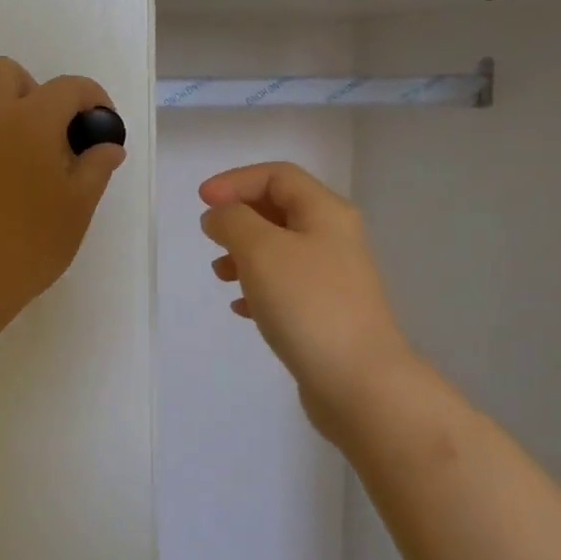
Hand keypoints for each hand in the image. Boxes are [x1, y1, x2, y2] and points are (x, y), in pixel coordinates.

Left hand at [0, 56, 125, 323]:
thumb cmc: (30, 243)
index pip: (69, 88)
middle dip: (34, 91)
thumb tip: (109, 146)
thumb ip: (97, 167)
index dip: (92, 98)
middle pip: (9, 72)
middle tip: (46, 131)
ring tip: (4, 132)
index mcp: (32, 120)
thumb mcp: (77, 207)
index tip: (99, 121)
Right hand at [200, 162, 417, 443]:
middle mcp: (334, 238)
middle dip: (239, 217)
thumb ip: (233, 221)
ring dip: (244, 254)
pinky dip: (258, 288)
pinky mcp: (326, 314)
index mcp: (325, 212)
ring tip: (220, 275)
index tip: (201, 202)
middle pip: (280, 210)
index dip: (236, 181)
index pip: (277, 176)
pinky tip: (241, 309)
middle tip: (210, 237)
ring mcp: (333, 278)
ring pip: (279, 250)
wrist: (359, 384)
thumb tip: (220, 216)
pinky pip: (285, 287)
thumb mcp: (261, 250)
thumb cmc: (308, 305)